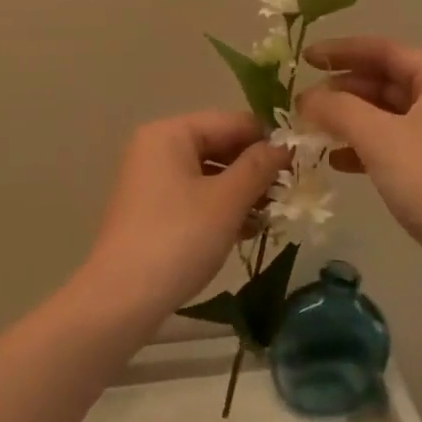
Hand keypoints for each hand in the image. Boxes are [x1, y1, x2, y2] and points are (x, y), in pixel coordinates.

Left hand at [76, 111, 283, 323]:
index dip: (267, 141)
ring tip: (271, 216)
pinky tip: (246, 230)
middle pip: (219, 145)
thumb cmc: (178, 239)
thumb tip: (285, 146)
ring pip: (209, 173)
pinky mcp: (151, 208)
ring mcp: (151, 178)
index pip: (232, 122)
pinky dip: (220, 207)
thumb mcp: (226, 201)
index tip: (300, 165)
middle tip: (288, 194)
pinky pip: (194, 194)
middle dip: (254, 169)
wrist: (121, 300)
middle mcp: (157, 147)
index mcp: (171, 133)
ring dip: (241, 191)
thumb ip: (259, 167)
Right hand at [297, 37, 421, 275]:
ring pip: (388, 116)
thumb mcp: (378, 136)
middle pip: (387, 81)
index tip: (307, 58)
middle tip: (305, 101)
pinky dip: (364, 147)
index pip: (386, 50)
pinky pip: (394, 146)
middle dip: (344, 88)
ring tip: (315, 129)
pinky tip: (337, 161)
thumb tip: (305, 98)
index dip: (344, 50)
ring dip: (350, 119)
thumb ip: (337, 108)